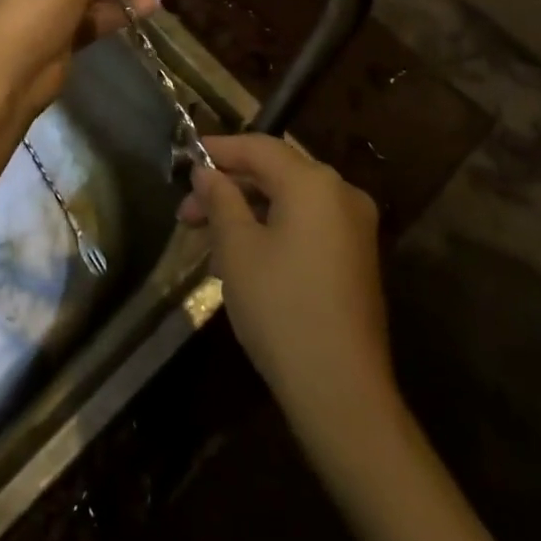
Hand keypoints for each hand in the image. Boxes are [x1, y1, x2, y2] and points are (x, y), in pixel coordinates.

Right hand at [180, 134, 391, 421]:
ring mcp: (354, 227)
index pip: (258, 147)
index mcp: (313, 182)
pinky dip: (273, 228)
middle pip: (275, 172)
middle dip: (229, 186)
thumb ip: (220, 199)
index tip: (184, 160)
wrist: (342, 394)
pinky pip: (307, 224)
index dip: (218, 150)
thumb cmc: (281, 309)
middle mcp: (341, 193)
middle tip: (187, 211)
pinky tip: (241, 256)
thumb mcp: (237, 249)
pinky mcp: (356, 258)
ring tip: (206, 238)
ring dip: (247, 210)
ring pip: (290, 200)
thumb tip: (206, 172)